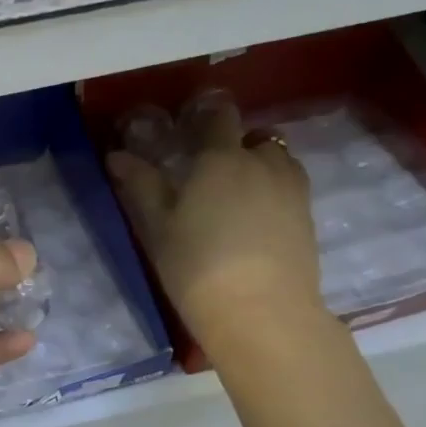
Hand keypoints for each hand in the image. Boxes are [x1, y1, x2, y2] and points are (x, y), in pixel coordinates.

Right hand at [106, 96, 323, 353]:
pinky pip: (290, 188)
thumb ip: (140, 185)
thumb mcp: (157, 226)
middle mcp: (262, 163)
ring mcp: (292, 190)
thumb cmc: (197, 265)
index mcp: (221, 158)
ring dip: (260, 166)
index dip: (206, 114)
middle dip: (236, 144)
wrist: (261, 313)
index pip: (219, 116)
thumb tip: (117, 155)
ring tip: (236, 195)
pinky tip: (255, 221)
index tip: (191, 125)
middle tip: (210, 170)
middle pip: (255, 136)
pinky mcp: (308, 217)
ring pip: (278, 161)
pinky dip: (273, 192)